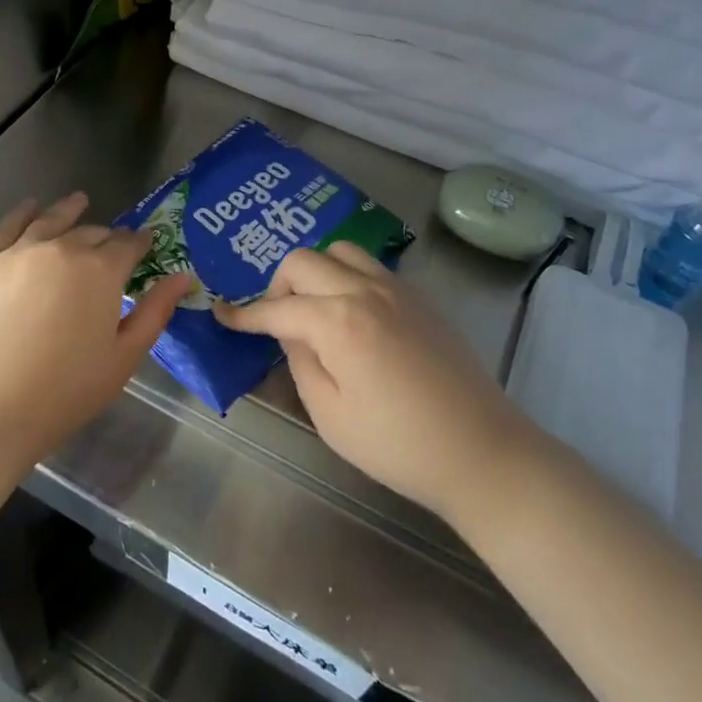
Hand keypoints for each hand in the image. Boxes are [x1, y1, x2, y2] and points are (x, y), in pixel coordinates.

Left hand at [0, 193, 189, 470]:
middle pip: (91, 232)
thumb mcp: (124, 356)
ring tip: (79, 201)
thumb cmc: (66, 390)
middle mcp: (62, 248)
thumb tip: (184, 276)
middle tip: (112, 244)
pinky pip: (9, 227)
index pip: (128, 245)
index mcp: (101, 270)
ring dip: (69, 210)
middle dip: (107, 237)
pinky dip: (24, 213)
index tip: (146, 243)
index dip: (140, 242)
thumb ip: (156, 311)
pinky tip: (31, 207)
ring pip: (51, 220)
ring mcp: (20, 252)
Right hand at [215, 244, 526, 519]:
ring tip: (315, 309)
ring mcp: (396, 289)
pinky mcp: (419, 298)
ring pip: (339, 251)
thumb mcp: (330, 415)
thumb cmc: (398, 445)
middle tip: (277, 321)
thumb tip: (292, 335)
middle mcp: (364, 290)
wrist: (481, 450)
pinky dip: (346, 276)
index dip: (244, 314)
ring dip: (315, 271)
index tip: (221, 314)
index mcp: (337, 321)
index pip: (277, 308)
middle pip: (304, 261)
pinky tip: (351, 314)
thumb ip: (301, 363)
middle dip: (278, 286)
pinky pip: (370, 267)